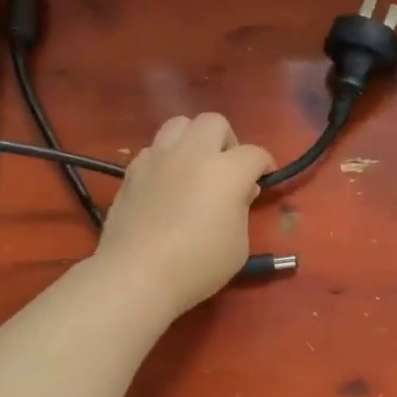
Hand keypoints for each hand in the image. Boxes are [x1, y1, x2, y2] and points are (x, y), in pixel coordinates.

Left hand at [93, 113, 272, 319]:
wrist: (137, 274)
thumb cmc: (198, 265)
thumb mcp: (239, 245)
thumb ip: (241, 210)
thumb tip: (239, 191)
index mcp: (227, 171)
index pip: (255, 154)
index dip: (264, 165)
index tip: (264, 179)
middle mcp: (193, 154)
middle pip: (214, 122)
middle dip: (227, 141)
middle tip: (227, 169)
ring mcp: (158, 158)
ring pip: (179, 124)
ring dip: (193, 139)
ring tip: (194, 167)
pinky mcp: (132, 171)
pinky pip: (153, 149)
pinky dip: (165, 159)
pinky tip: (166, 184)